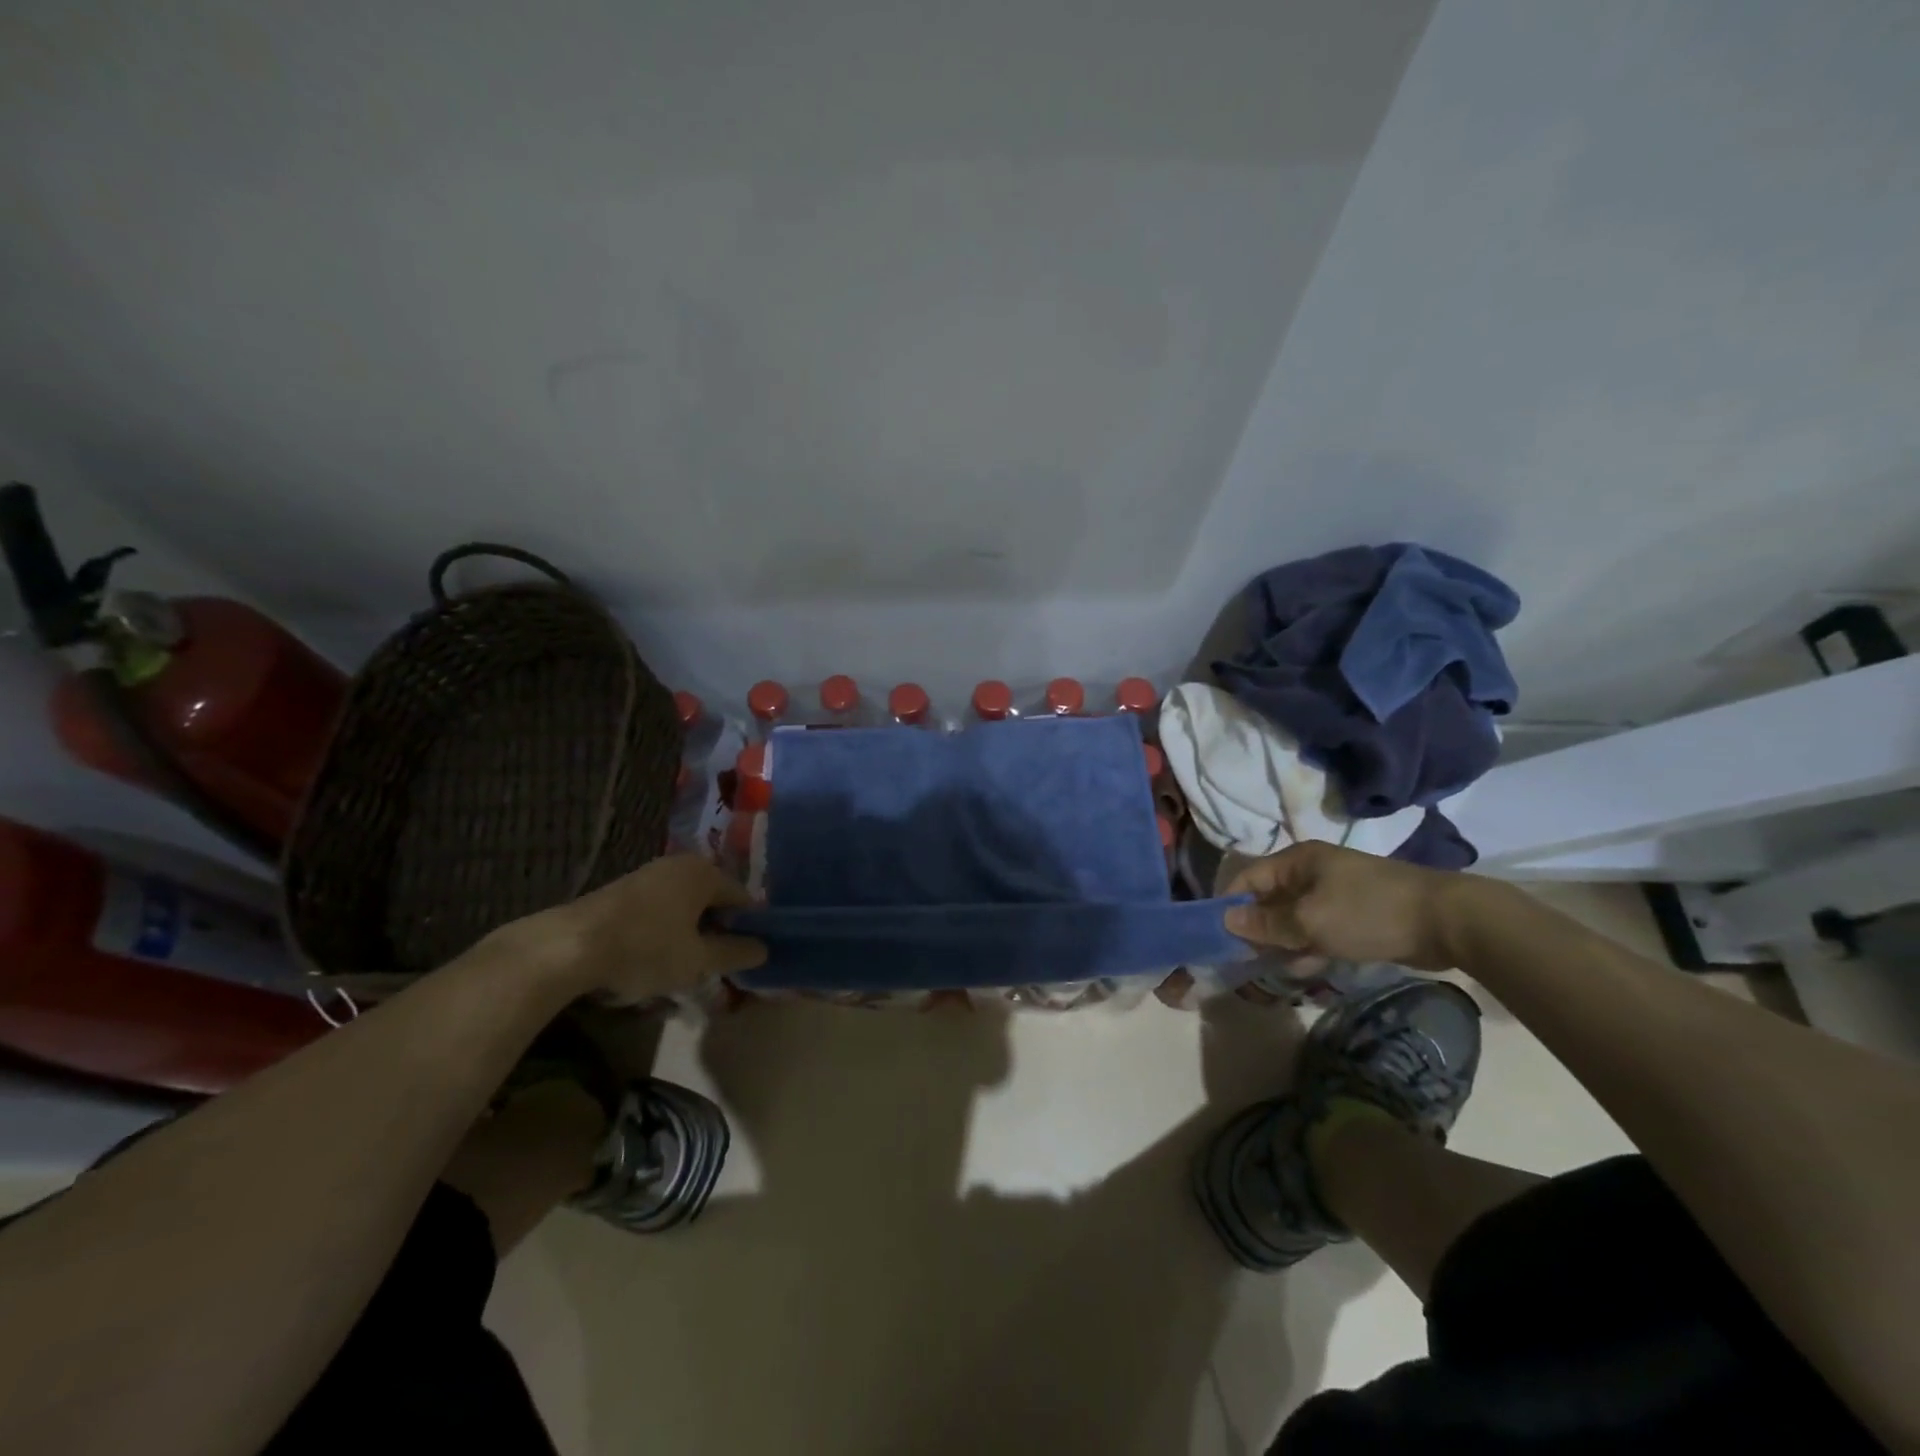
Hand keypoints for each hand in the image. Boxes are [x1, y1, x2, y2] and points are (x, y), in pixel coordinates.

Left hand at [501, 854, 767, 1003]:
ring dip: (689, 935)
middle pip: (712, 900)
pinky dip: (664, 933)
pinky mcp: (622, 892)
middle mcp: (679, 865)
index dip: (749, 927)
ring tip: (685, 968)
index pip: (742, 897)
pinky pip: (658, 911)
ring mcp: (647, 875)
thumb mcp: (697, 960)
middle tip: (717, 965)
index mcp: (704, 872)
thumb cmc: (646, 949)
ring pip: (683, 907)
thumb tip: (764, 949)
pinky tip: (654, 960)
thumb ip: (735, 953)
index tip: (748, 956)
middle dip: (717, 932)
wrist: (567, 948)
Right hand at [1221, 841, 1471, 972]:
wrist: (1446, 921)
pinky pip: (1317, 930)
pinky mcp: (1354, 916)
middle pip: (1268, 899)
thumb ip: (1266, 923)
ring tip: (1266, 970)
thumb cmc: (1368, 912)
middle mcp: (1311, 872)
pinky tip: (1302, 970)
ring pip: (1293, 918)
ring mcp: (1334, 894)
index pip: (1247, 877)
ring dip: (1280, 942)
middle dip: (1254, 927)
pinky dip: (1306, 947)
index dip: (1228, 903)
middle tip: (1239, 959)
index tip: (1214, 935)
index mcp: (1297, 861)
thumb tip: (1226, 919)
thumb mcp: (1310, 921)